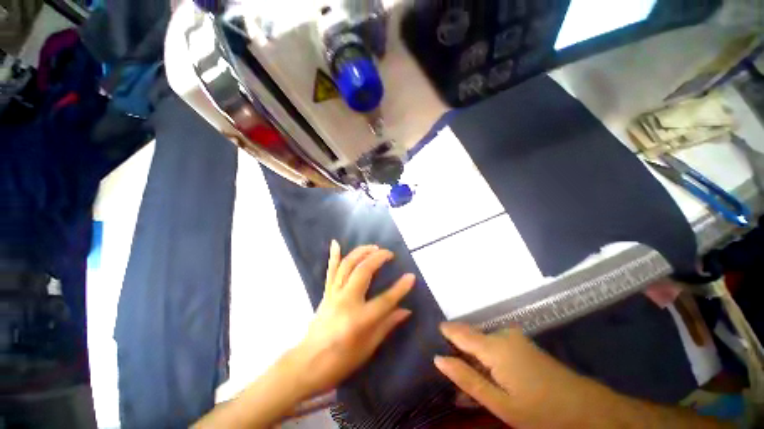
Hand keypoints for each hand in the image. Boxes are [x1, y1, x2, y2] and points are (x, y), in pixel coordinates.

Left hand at [285, 241, 414, 397]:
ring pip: (347, 265)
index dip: (400, 288)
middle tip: (389, 253)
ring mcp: (334, 294)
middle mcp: (346, 301)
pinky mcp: (326, 293)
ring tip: (373, 247)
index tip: (411, 276)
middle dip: (378, 258)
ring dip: (361, 252)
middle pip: (363, 271)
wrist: (307, 364)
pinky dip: (333, 256)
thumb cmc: (341, 361)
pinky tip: (336, 243)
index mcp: (359, 320)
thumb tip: (406, 310)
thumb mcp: (368, 348)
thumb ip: (387, 325)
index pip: (385, 299)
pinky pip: (331, 271)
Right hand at [434, 322, 595, 427]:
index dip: (445, 333)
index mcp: (494, 346)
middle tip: (451, 371)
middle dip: (458, 350)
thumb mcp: (499, 403)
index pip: (459, 331)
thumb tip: (438, 358)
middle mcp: (501, 334)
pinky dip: (486, 357)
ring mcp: (513, 336)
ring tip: (468, 379)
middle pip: (470, 336)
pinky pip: (494, 344)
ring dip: (473, 356)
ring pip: (482, 341)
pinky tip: (488, 376)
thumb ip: (466, 378)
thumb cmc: (540, 411)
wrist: (586, 408)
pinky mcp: (521, 342)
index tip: (431, 337)